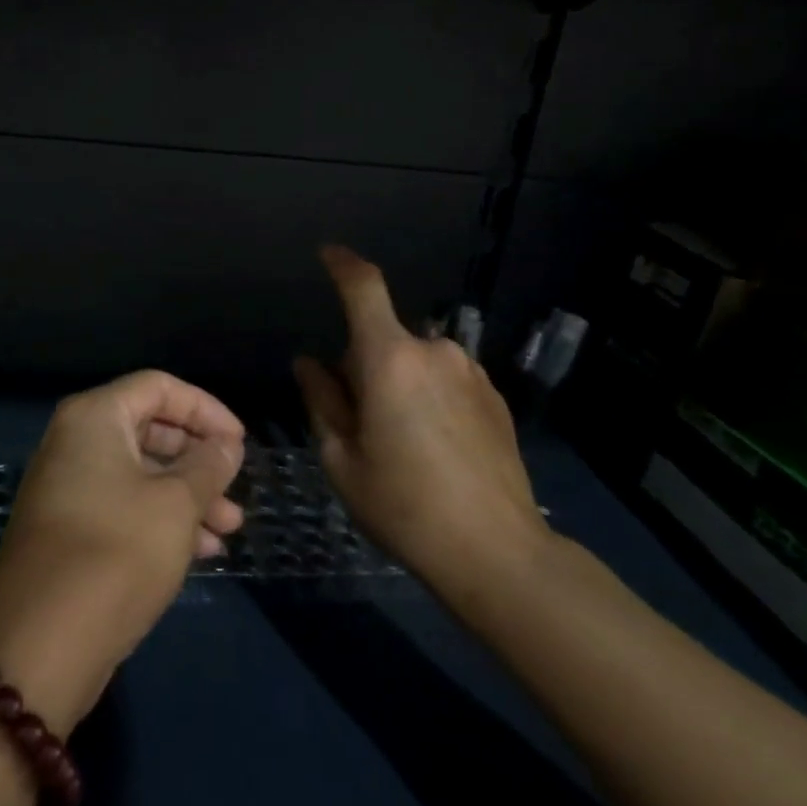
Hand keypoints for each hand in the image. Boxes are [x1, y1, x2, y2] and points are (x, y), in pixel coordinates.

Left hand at [0, 370, 245, 732]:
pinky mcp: (70, 528)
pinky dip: (162, 519)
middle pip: (150, 429)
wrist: (41, 642)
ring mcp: (69, 486)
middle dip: (198, 458)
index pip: (158, 387)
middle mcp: (75, 442)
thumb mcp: (176, 504)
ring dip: (188, 495)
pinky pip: (125, 505)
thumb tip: (226, 444)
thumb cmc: (117, 552)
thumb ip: (208, 466)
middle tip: (235, 488)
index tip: (239, 442)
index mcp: (94, 417)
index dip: (205, 409)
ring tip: (230, 529)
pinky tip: (202, 551)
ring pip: (141, 473)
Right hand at [294, 245, 549, 611]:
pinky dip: (428, 395)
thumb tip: (309, 363)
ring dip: (397, 381)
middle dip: (362, 364)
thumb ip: (322, 400)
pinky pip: (445, 378)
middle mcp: (434, 351)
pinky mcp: (494, 396)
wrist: (497, 551)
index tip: (327, 254)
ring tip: (399, 441)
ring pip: (414, 359)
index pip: (364, 288)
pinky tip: (434, 447)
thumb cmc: (403, 505)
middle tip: (357, 421)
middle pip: (382, 337)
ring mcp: (470, 372)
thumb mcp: (342, 458)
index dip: (343, 264)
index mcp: (389, 360)